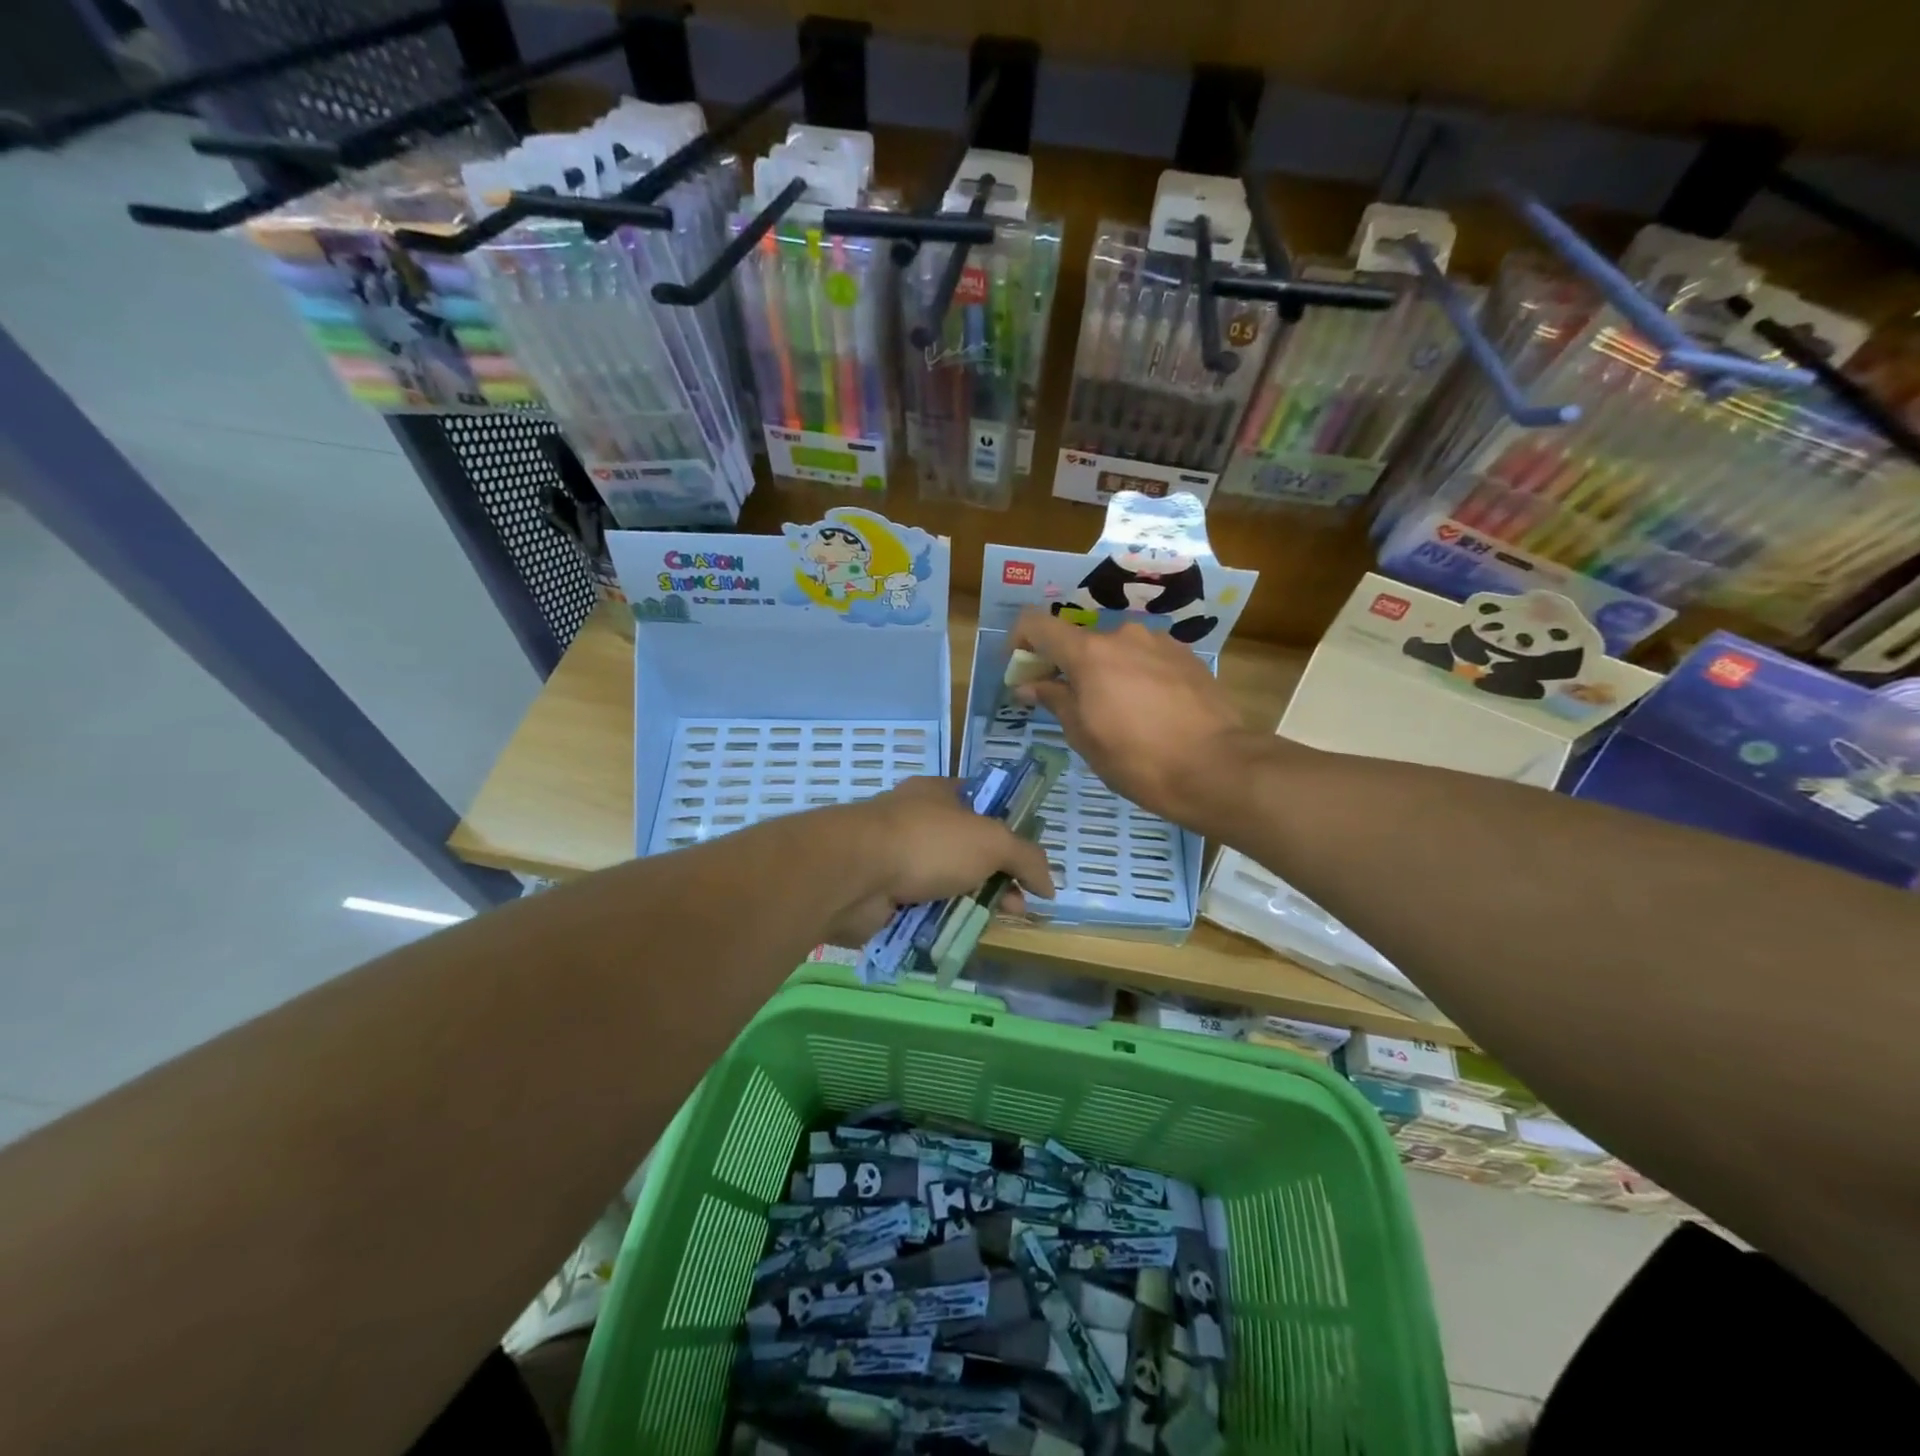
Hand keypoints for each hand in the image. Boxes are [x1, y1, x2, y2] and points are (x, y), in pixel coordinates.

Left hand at [825, 777, 1054, 945]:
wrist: (854, 875)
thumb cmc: (927, 843)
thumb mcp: (991, 841)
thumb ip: (1026, 858)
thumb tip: (1049, 885)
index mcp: (941, 794)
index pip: (985, 805)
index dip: (1012, 830)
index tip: (1030, 862)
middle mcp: (919, 821)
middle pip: (970, 850)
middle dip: (997, 877)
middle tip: (1017, 905)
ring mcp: (899, 858)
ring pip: (948, 882)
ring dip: (971, 903)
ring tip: (992, 923)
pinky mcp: (884, 894)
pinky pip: (924, 908)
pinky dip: (942, 920)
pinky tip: (959, 933)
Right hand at [1012, 608, 1250, 825]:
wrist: (1217, 767)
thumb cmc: (1138, 759)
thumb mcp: (1085, 737)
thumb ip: (1055, 701)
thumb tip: (1030, 684)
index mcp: (1089, 653)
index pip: (1036, 624)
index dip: (1020, 641)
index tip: (1021, 670)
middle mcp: (1122, 635)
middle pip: (1079, 641)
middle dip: (1066, 667)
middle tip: (1069, 704)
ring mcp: (1159, 642)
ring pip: (1116, 650)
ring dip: (1105, 672)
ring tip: (1116, 712)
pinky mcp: (1187, 656)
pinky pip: (1146, 658)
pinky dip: (1135, 675)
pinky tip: (1148, 710)